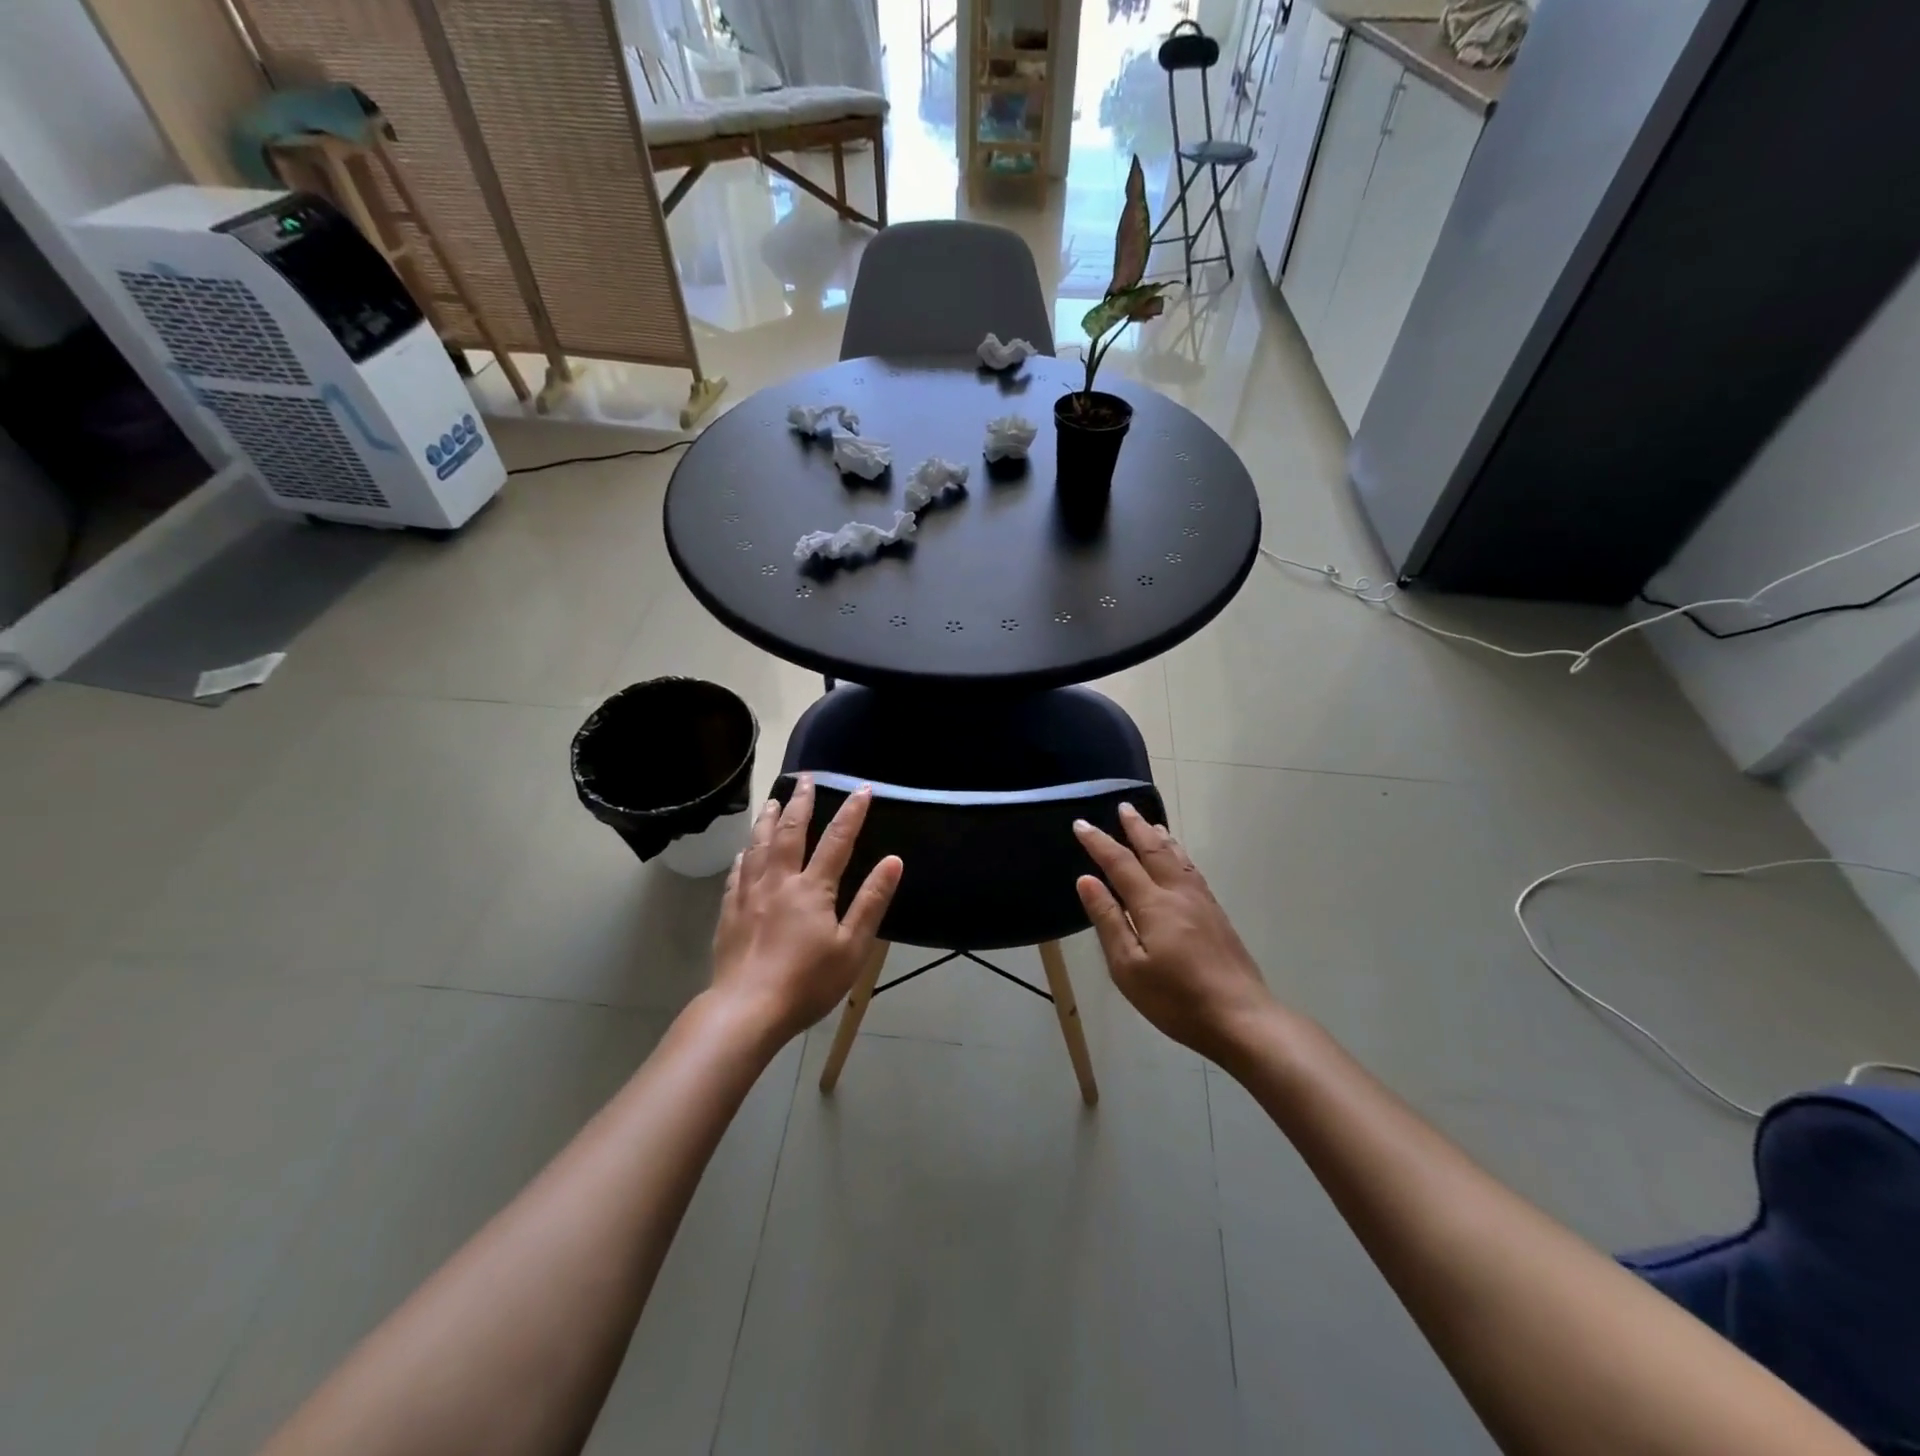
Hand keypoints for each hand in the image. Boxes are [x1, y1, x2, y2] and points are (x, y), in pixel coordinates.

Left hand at [711, 774, 902, 1043]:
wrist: (746, 1010)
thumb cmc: (807, 982)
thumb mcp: (852, 947)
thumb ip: (871, 901)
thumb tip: (893, 861)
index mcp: (812, 888)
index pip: (837, 841)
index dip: (851, 813)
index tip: (862, 789)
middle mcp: (779, 881)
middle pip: (789, 832)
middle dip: (801, 803)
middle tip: (806, 779)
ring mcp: (749, 894)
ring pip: (758, 846)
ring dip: (767, 819)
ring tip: (772, 800)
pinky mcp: (729, 912)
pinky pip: (736, 873)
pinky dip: (744, 855)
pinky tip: (743, 851)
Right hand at [1073, 804, 1274, 1066]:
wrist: (1241, 1018)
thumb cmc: (1176, 999)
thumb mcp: (1128, 967)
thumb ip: (1108, 920)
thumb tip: (1086, 880)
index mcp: (1153, 905)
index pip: (1120, 863)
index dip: (1099, 842)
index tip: (1081, 824)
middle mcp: (1178, 894)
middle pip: (1154, 851)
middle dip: (1135, 828)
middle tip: (1123, 807)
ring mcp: (1202, 903)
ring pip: (1177, 858)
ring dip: (1160, 837)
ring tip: (1150, 823)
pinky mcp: (1217, 916)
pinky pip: (1192, 870)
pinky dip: (1179, 855)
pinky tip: (1179, 860)